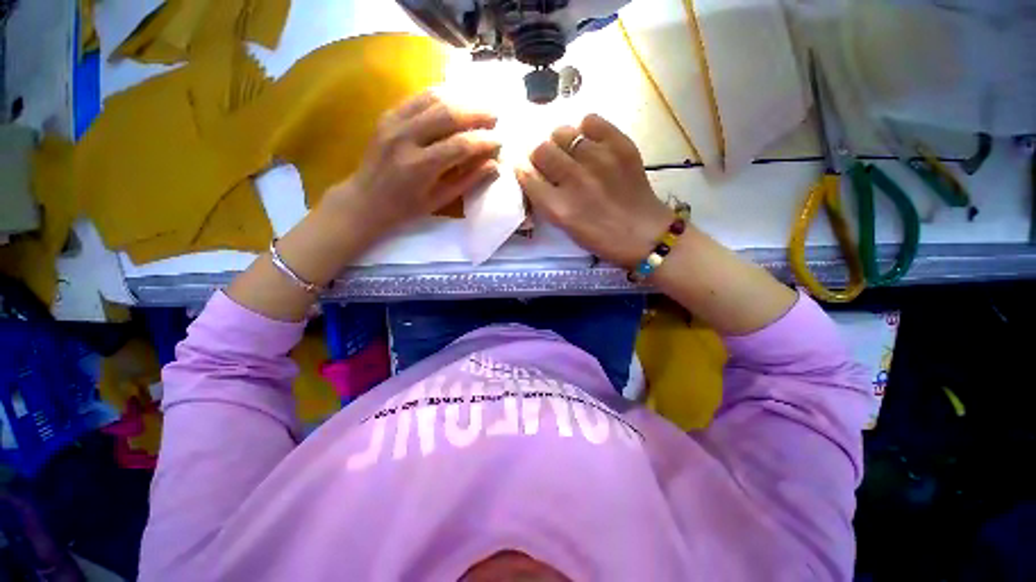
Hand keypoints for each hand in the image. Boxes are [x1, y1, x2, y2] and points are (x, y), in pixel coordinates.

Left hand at [322, 91, 500, 239]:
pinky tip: (456, 101)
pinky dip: (441, 96)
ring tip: (479, 107)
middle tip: (494, 117)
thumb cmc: (406, 207)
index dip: (484, 141)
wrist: (366, 199)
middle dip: (476, 113)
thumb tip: (494, 165)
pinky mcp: (388, 114)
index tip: (499, 142)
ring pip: (434, 98)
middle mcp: (406, 138)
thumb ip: (468, 180)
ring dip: (461, 100)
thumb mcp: (440, 200)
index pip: (460, 145)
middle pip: (448, 114)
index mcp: (420, 166)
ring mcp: (394, 122)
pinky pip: (418, 97)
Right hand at [515, 114, 672, 268]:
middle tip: (552, 164)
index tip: (529, 171)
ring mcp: (598, 160)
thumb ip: (546, 200)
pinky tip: (591, 144)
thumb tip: (532, 172)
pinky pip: (590, 120)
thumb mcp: (565, 227)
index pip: (526, 175)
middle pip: (540, 149)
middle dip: (541, 157)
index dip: (524, 171)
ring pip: (562, 132)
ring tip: (572, 153)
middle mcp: (574, 180)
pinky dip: (586, 130)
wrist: (643, 233)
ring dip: (561, 143)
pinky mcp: (620, 145)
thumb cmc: (600, 237)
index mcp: (559, 207)